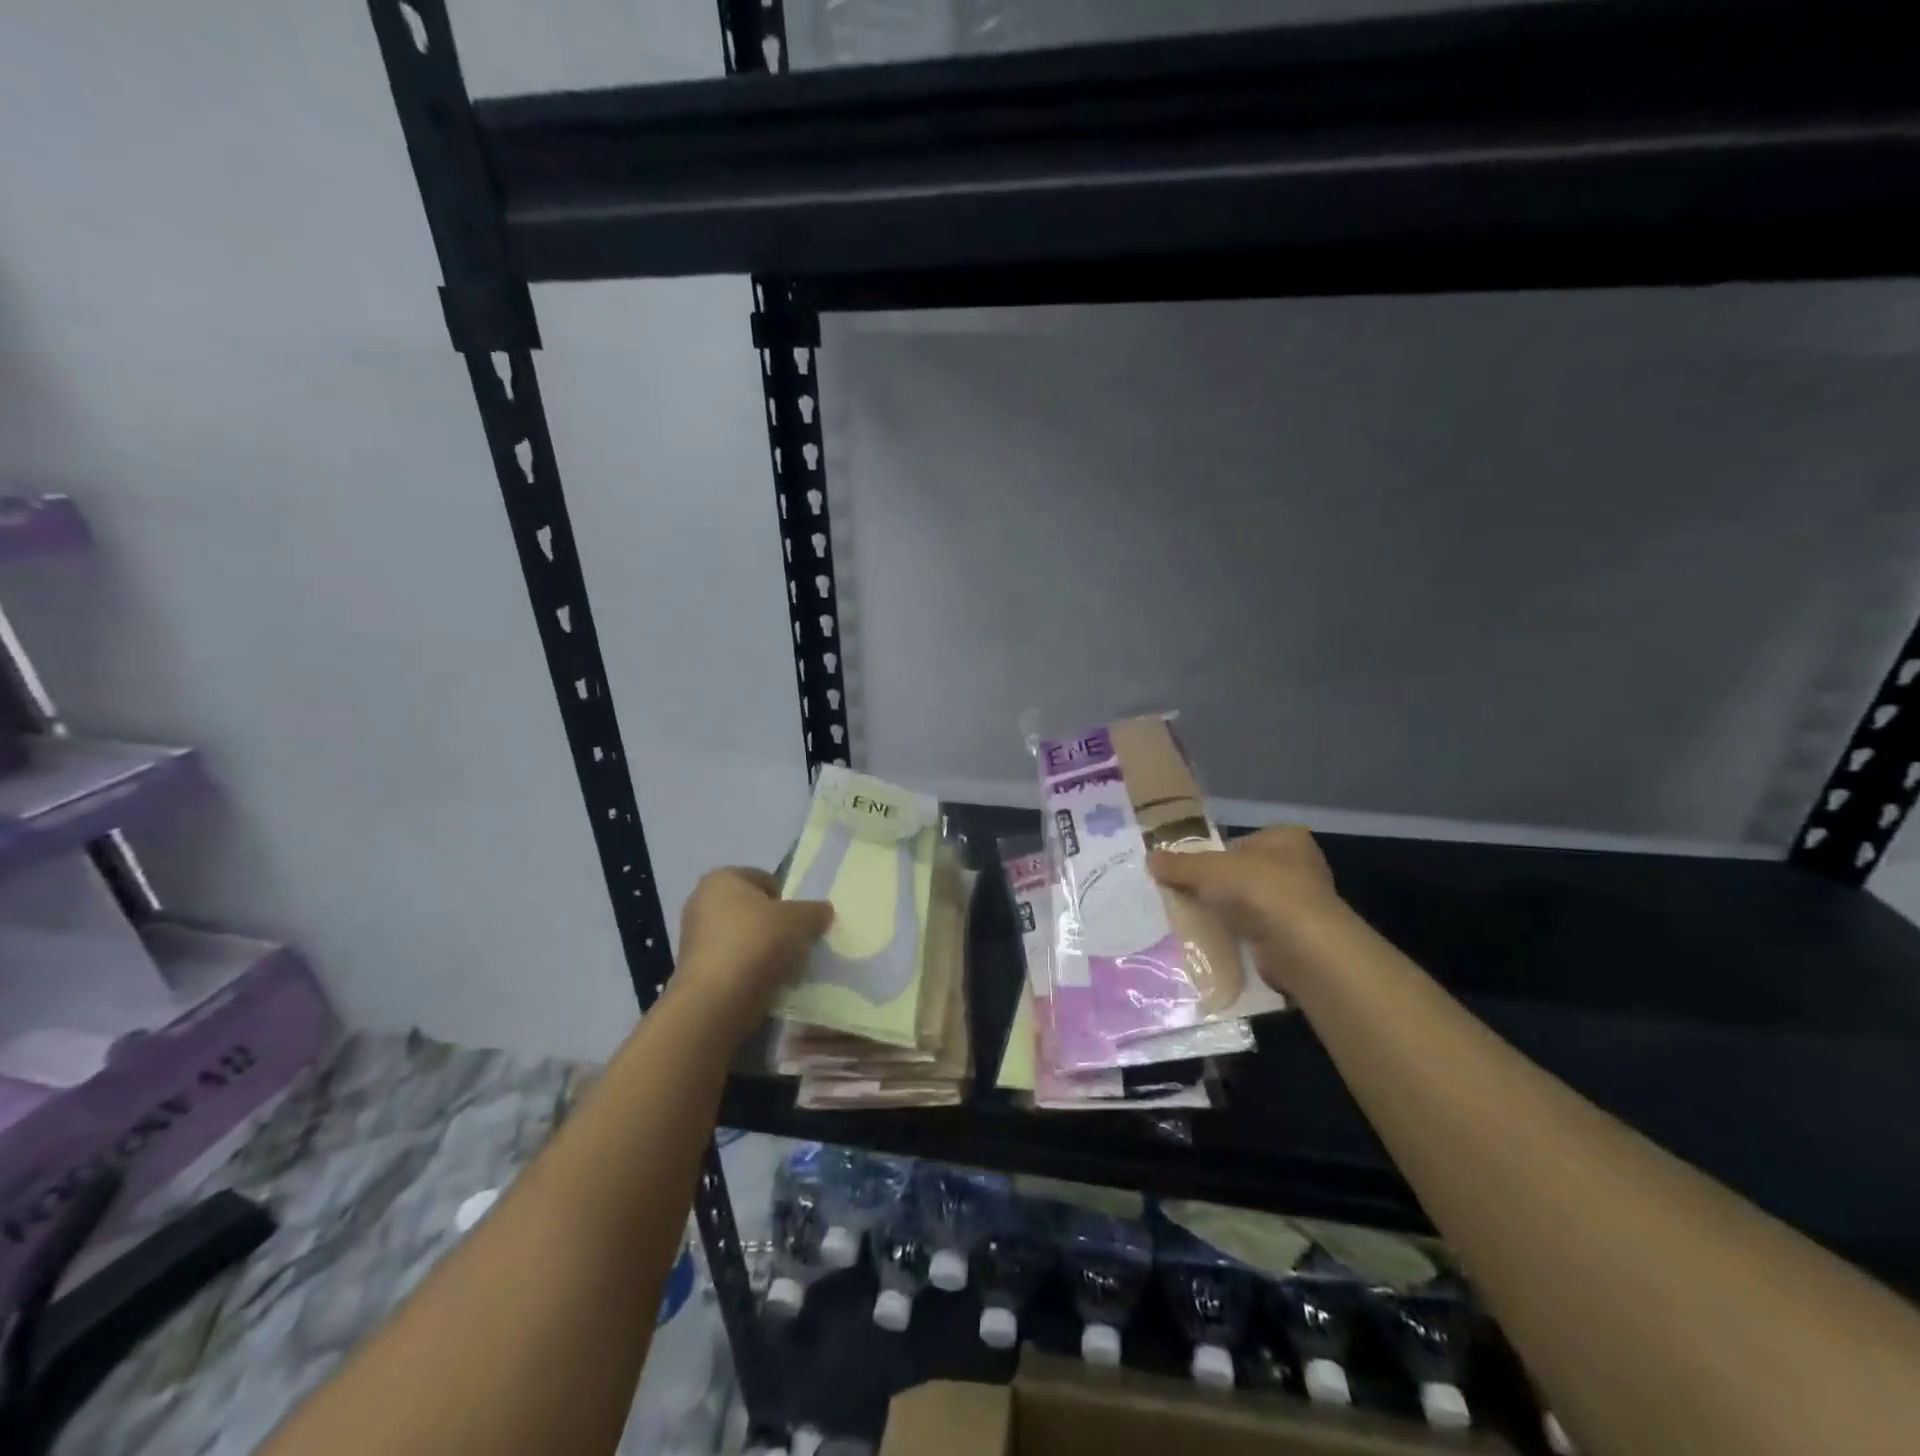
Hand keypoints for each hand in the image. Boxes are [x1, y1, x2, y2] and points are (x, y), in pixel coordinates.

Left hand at [671, 868, 831, 1040]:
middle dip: (774, 925)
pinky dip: (749, 972)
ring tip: (784, 967)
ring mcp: (693, 940)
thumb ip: (815, 911)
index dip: (787, 897)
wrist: (717, 1001)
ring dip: (763, 950)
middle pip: (752, 910)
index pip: (764, 879)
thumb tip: (822, 912)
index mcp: (721, 879)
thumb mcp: (800, 920)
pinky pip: (733, 964)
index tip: (800, 920)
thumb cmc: (757, 942)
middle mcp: (700, 902)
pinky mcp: (694, 972)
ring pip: (742, 939)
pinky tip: (766, 984)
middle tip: (796, 943)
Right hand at [1147, 826, 1346, 995]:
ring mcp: (1300, 905)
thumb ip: (1179, 864)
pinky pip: (1255, 932)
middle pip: (1242, 874)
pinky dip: (1237, 937)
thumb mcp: (1208, 869)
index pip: (1240, 842)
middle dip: (1216, 887)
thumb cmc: (1259, 889)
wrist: (1300, 946)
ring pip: (1248, 905)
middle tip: (1184, 895)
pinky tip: (1214, 941)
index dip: (1212, 855)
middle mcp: (1298, 867)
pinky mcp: (1295, 938)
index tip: (1188, 871)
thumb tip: (1150, 858)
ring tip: (1192, 920)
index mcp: (1285, 838)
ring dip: (1225, 913)